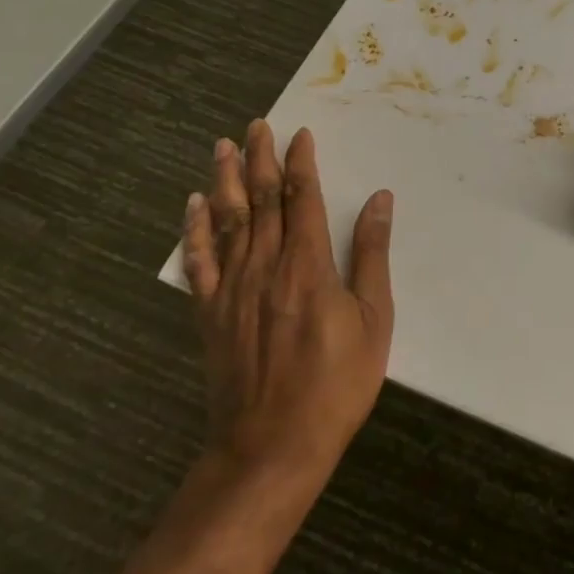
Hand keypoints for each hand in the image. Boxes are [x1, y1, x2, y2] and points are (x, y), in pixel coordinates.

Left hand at [182, 120, 393, 496]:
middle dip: (260, 159)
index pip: (302, 199)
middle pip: (261, 201)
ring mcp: (231, 291)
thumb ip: (371, 255)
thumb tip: (379, 200)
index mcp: (307, 265)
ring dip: (226, 181)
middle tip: (256, 125)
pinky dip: (195, 231)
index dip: (301, 163)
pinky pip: (199, 263)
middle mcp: (264, 267)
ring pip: (228, 222)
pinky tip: (194, 208)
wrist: (271, 448)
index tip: (299, 134)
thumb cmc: (336, 383)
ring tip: (223, 148)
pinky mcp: (210, 315)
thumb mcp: (373, 319)